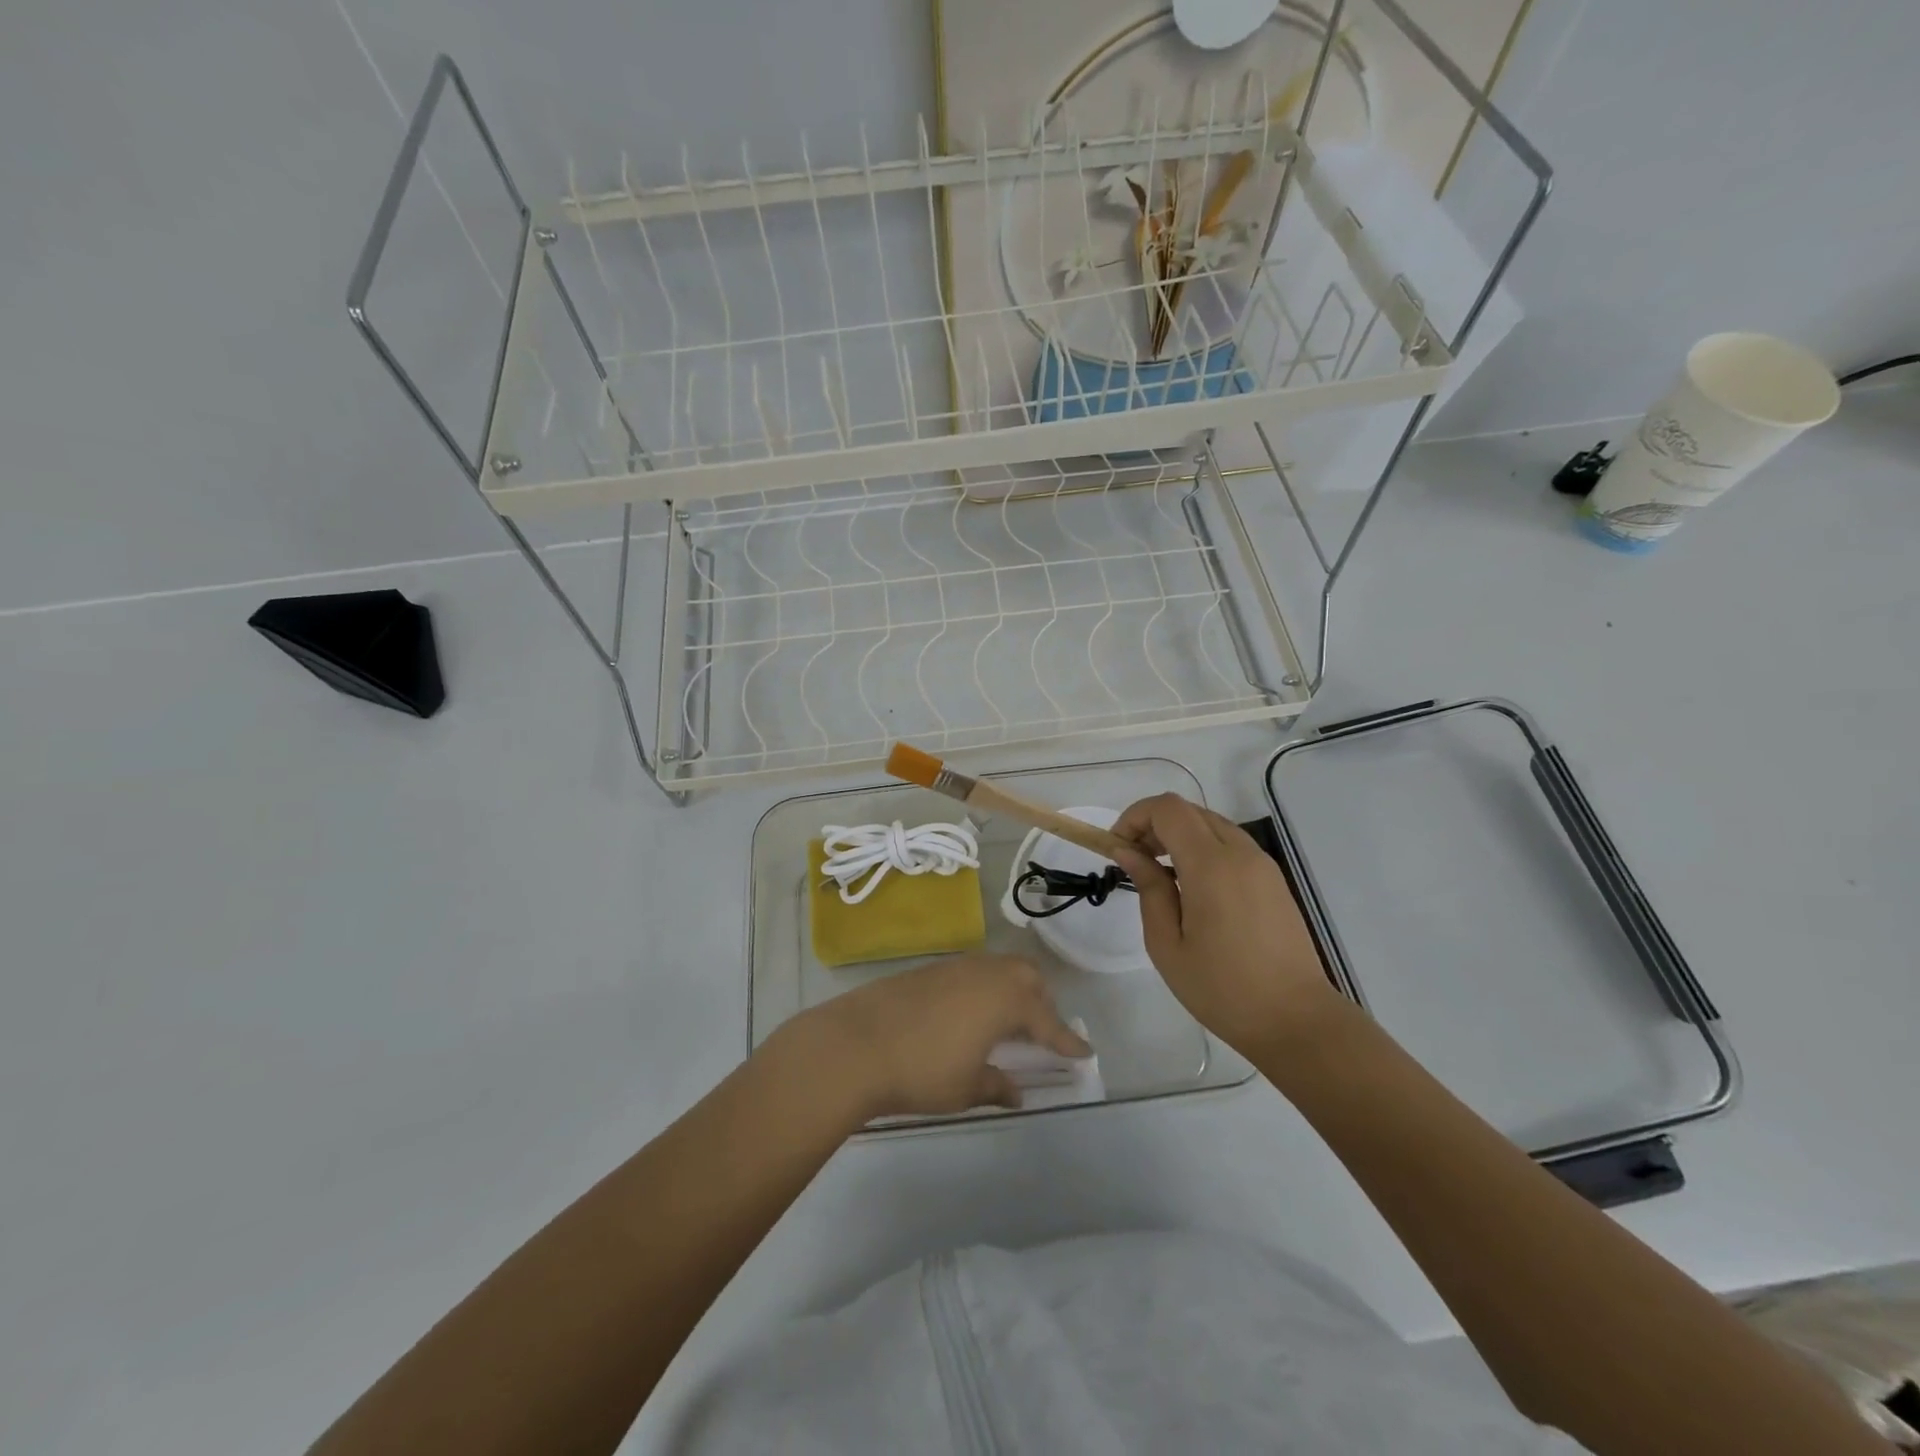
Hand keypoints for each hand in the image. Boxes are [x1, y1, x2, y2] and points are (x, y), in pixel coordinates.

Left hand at [793, 953, 1090, 1118]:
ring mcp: (956, 966)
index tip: (1084, 1053)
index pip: (1048, 1021)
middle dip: (1041, 1003)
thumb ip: (997, 1086)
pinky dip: (985, 989)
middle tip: (1041, 1034)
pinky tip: (970, 1014)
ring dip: (1012, 991)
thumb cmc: (921, 1071)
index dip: (1067, 1040)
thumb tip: (1016, 1090)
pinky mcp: (930, 969)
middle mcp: (986, 973)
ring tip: (1006, 1023)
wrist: (856, 1044)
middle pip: (1027, 978)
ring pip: (999, 969)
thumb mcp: (966, 1088)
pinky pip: (973, 972)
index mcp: (1006, 1000)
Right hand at [1110, 793, 1341, 1057]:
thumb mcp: (1167, 944)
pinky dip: (1202, 849)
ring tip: (1159, 874)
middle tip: (1133, 861)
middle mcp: (1240, 853)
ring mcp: (1262, 864)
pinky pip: (1231, 845)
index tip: (1117, 848)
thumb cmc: (1222, 989)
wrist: (1296, 1020)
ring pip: (1211, 824)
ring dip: (1178, 835)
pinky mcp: (1273, 880)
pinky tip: (1191, 887)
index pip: (1168, 809)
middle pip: (1189, 810)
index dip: (1135, 817)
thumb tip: (1128, 851)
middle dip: (1153, 824)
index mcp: (1211, 865)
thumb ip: (1149, 889)